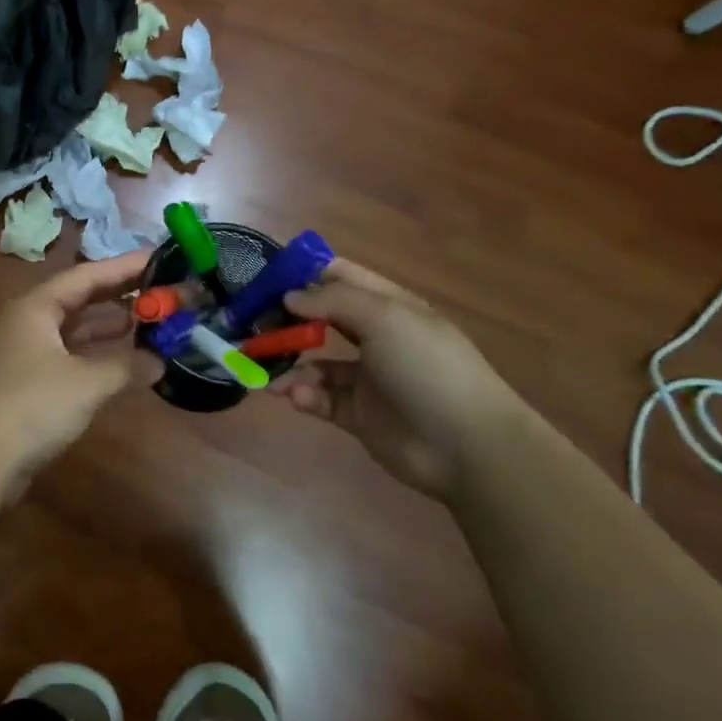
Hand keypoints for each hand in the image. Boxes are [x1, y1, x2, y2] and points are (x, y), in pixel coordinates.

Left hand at [0, 251, 159, 478]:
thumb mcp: (85, 383)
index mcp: (37, 307)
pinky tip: (126, 362)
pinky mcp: (31, 384)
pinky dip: (98, 356)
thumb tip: (160, 361)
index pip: (87, 275)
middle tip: (162, 290)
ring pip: (77, 330)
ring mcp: (29, 354)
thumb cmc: (31, 405)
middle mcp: (31, 322)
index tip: (160, 258)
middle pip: (81, 299)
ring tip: (151, 322)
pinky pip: (72, 357)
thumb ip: (125, 366)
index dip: (124, 267)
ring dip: (110, 327)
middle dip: (120, 295)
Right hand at [269, 258, 523, 497]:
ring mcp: (367, 378)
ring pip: (315, 362)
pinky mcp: (358, 415)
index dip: (305, 274)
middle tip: (253, 325)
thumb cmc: (427, 367)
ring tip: (268, 374)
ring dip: (290, 364)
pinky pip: (321, 398)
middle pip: (321, 319)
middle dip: (287, 320)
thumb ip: (332, 301)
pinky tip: (296, 397)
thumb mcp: (384, 317)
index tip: (267, 278)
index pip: (341, 277)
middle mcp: (376, 338)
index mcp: (388, 307)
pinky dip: (304, 395)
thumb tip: (290, 296)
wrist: (468, 446)